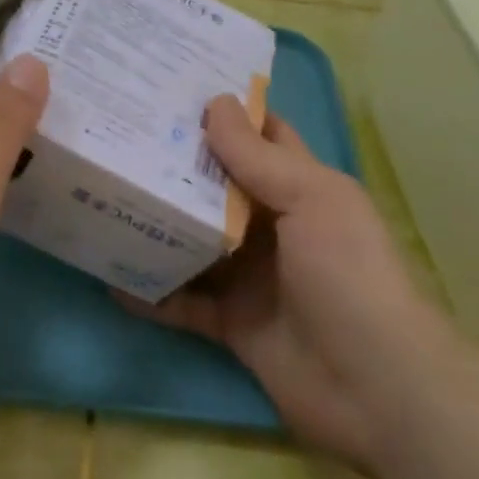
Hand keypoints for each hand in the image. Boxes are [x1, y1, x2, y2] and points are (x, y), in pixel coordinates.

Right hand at [118, 96, 447, 466]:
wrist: (376, 389)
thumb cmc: (349, 275)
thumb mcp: (310, 201)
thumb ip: (256, 157)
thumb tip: (214, 101)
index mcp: (300, 188)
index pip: (259, 137)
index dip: (223, 112)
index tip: (169, 88)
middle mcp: (272, 226)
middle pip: (214, 186)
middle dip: (172, 163)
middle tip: (117, 135)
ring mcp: (249, 275)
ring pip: (192, 240)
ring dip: (154, 224)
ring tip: (101, 196)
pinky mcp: (230, 322)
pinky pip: (181, 301)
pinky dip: (150, 291)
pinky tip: (109, 276)